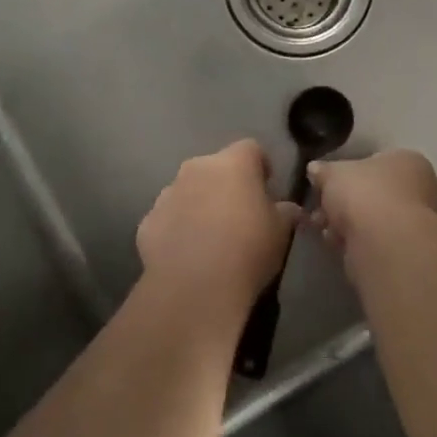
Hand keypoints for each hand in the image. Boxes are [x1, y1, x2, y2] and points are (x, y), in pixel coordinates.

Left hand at [137, 140, 298, 320]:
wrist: (195, 287)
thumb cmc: (247, 250)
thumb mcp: (281, 232)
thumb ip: (285, 213)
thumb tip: (288, 208)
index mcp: (233, 163)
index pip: (251, 148)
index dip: (260, 166)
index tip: (266, 187)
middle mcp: (197, 168)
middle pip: (215, 168)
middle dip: (226, 185)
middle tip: (239, 214)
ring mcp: (167, 193)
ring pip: (188, 191)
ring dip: (199, 204)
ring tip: (210, 237)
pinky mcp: (148, 221)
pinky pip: (168, 218)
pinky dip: (177, 229)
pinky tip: (187, 255)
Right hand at [309, 149, 436, 251]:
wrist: (387, 244)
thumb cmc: (365, 194)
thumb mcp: (333, 174)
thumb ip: (323, 171)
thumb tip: (315, 169)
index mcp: (407, 161)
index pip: (375, 163)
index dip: (347, 175)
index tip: (325, 187)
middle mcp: (420, 188)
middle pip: (374, 193)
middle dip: (344, 204)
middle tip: (320, 212)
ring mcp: (418, 223)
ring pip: (374, 220)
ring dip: (348, 225)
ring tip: (325, 232)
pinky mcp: (409, 252)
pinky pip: (376, 242)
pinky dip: (357, 244)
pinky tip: (339, 246)